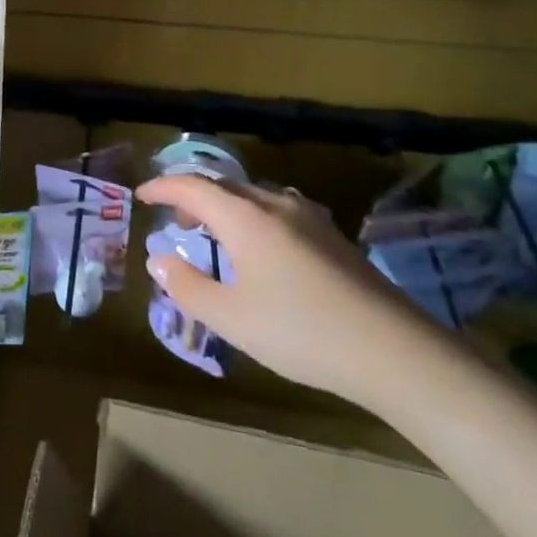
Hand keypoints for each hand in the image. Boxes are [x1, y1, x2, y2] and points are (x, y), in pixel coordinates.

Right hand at [140, 174, 440, 411]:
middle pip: (224, 186)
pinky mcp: (333, 236)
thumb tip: (158, 260)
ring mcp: (309, 217)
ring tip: (215, 231)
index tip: (142, 196)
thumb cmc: (301, 332)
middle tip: (174, 217)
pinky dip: (253, 216)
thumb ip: (188, 287)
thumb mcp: (232, 318)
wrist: (394, 350)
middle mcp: (275, 205)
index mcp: (245, 218)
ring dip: (226, 205)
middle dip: (193, 195)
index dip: (163, 187)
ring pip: (254, 196)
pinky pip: (278, 210)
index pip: (192, 186)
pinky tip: (262, 246)